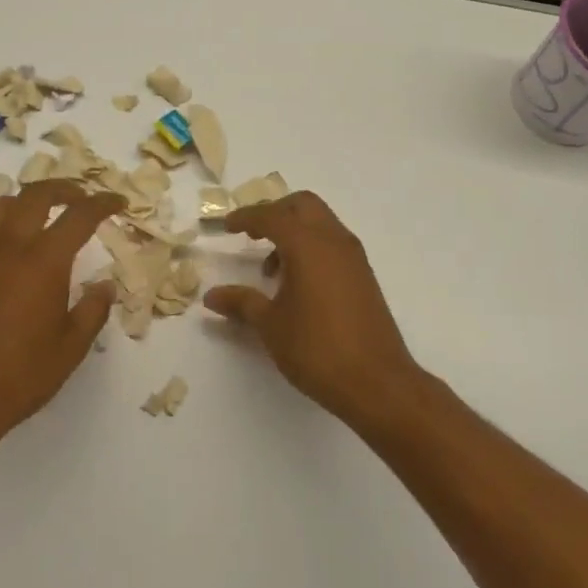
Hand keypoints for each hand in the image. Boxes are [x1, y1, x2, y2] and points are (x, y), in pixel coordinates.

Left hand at [0, 180, 120, 451]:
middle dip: (64, 188)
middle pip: (36, 195)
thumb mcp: (71, 347)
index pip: (79, 215)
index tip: (118, 202)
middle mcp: (8, 247)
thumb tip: (104, 285)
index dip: (103, 203)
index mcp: (43, 261)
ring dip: (25, 200)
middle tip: (82, 198)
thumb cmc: (20, 376)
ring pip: (0, 204)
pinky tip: (9, 250)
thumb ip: (93, 309)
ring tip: (42, 215)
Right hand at [203, 191, 425, 426]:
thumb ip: (241, 302)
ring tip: (272, 269)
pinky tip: (297, 283)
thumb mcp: (270, 325)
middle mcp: (334, 241)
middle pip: (303, 205)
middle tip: (252, 235)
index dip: (246, 217)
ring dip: (294, 232)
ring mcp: (354, 258)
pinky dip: (311, 248)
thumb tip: (212, 296)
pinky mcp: (364, 276)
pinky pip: (333, 244)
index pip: (271, 216)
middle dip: (275, 212)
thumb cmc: (316, 349)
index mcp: (307, 245)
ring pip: (321, 223)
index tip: (226, 226)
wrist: (376, 382)